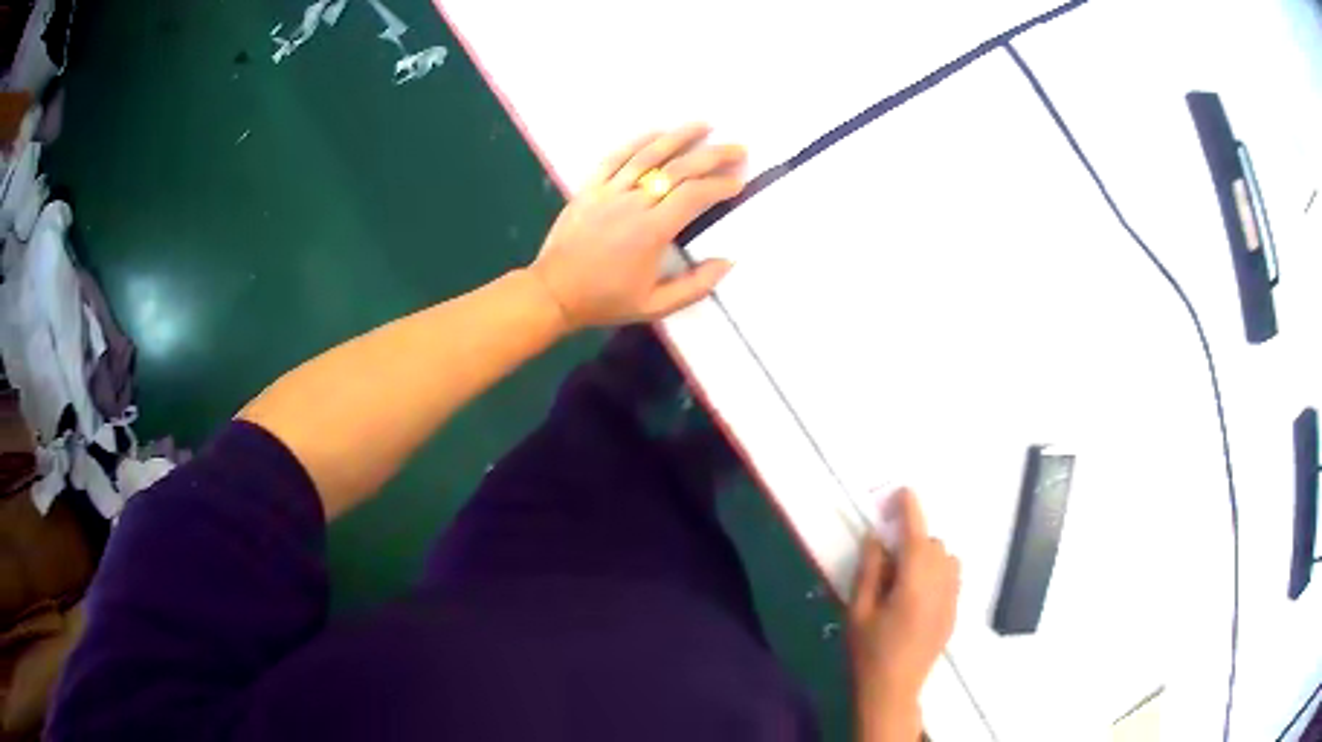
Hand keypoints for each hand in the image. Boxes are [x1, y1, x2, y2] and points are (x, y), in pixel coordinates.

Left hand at [528, 123, 746, 329]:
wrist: (553, 293)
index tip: (738, 183)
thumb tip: (727, 262)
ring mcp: (608, 191)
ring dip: (680, 137)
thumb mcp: (655, 306)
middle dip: (713, 155)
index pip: (695, 196)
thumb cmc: (605, 300)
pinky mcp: (589, 187)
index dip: (720, 186)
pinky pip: (616, 157)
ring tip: (705, 125)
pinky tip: (658, 132)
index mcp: (651, 232)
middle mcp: (633, 203)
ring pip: (649, 155)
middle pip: (679, 168)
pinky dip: (639, 141)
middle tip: (738, 149)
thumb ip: (695, 286)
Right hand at [848, 489, 960, 740]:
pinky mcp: (954, 612)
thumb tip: (876, 537)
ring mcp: (951, 599)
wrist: (893, 690)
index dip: (910, 509)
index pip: (915, 534)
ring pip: (947, 559)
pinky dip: (938, 573)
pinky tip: (917, 595)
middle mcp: (940, 584)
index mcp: (914, 582)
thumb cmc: (868, 652)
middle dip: (913, 540)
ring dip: (929, 556)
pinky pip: (952, 578)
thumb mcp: (858, 610)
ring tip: (904, 577)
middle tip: (887, 558)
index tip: (902, 492)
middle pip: (934, 544)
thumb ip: (870, 570)